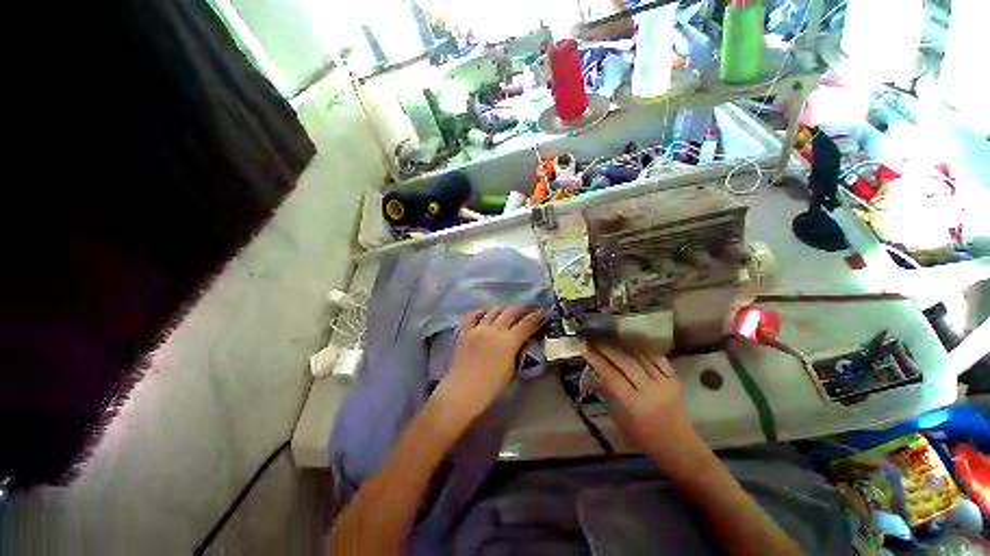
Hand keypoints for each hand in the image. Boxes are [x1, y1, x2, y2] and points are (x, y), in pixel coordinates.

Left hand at [432, 306, 542, 423]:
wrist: (463, 392)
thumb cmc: (491, 388)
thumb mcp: (512, 370)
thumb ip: (517, 352)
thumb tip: (520, 343)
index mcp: (509, 341)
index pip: (527, 323)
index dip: (537, 316)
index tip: (542, 312)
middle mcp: (495, 329)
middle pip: (511, 311)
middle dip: (522, 308)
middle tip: (527, 309)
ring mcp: (478, 328)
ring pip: (494, 310)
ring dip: (504, 308)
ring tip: (508, 310)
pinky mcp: (465, 331)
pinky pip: (472, 315)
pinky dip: (480, 311)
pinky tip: (485, 312)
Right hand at [584, 341, 704, 474]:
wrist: (679, 446)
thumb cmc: (643, 437)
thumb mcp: (619, 419)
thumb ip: (607, 395)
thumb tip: (591, 377)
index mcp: (633, 404)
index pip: (611, 376)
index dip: (597, 361)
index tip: (584, 349)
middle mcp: (649, 390)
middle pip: (625, 362)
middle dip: (607, 349)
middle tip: (594, 340)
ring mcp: (664, 383)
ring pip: (640, 357)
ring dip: (623, 345)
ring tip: (609, 337)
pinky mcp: (674, 380)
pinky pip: (657, 358)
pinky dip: (643, 349)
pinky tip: (632, 342)